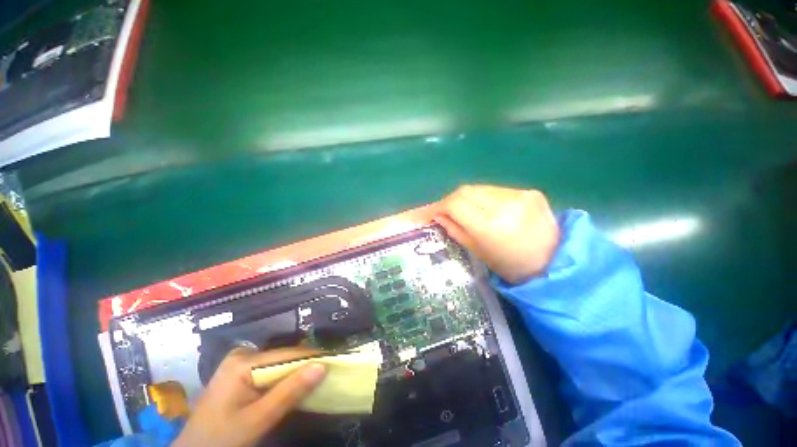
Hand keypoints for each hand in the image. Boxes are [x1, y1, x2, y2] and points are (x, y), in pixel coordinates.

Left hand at [173, 347, 325, 446]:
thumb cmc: (222, 439)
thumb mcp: (257, 420)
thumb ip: (290, 392)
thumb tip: (322, 366)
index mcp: (243, 361)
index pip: (288, 354)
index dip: (312, 358)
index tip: (335, 362)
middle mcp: (243, 354)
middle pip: (283, 357)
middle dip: (303, 367)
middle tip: (327, 373)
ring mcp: (240, 363)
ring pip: (278, 364)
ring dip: (295, 373)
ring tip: (316, 379)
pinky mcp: (240, 373)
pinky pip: (270, 371)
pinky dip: (283, 379)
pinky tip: (293, 386)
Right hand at [436, 185, 559, 283]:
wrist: (554, 263)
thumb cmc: (511, 266)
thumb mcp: (478, 252)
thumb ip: (455, 230)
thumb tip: (438, 215)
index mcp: (491, 225)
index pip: (455, 204)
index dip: (438, 206)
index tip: (429, 213)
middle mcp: (506, 205)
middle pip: (466, 191)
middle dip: (450, 200)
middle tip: (443, 211)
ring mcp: (520, 195)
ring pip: (480, 188)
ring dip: (466, 198)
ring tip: (463, 210)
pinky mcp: (530, 191)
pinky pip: (496, 190)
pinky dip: (484, 197)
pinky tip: (484, 208)